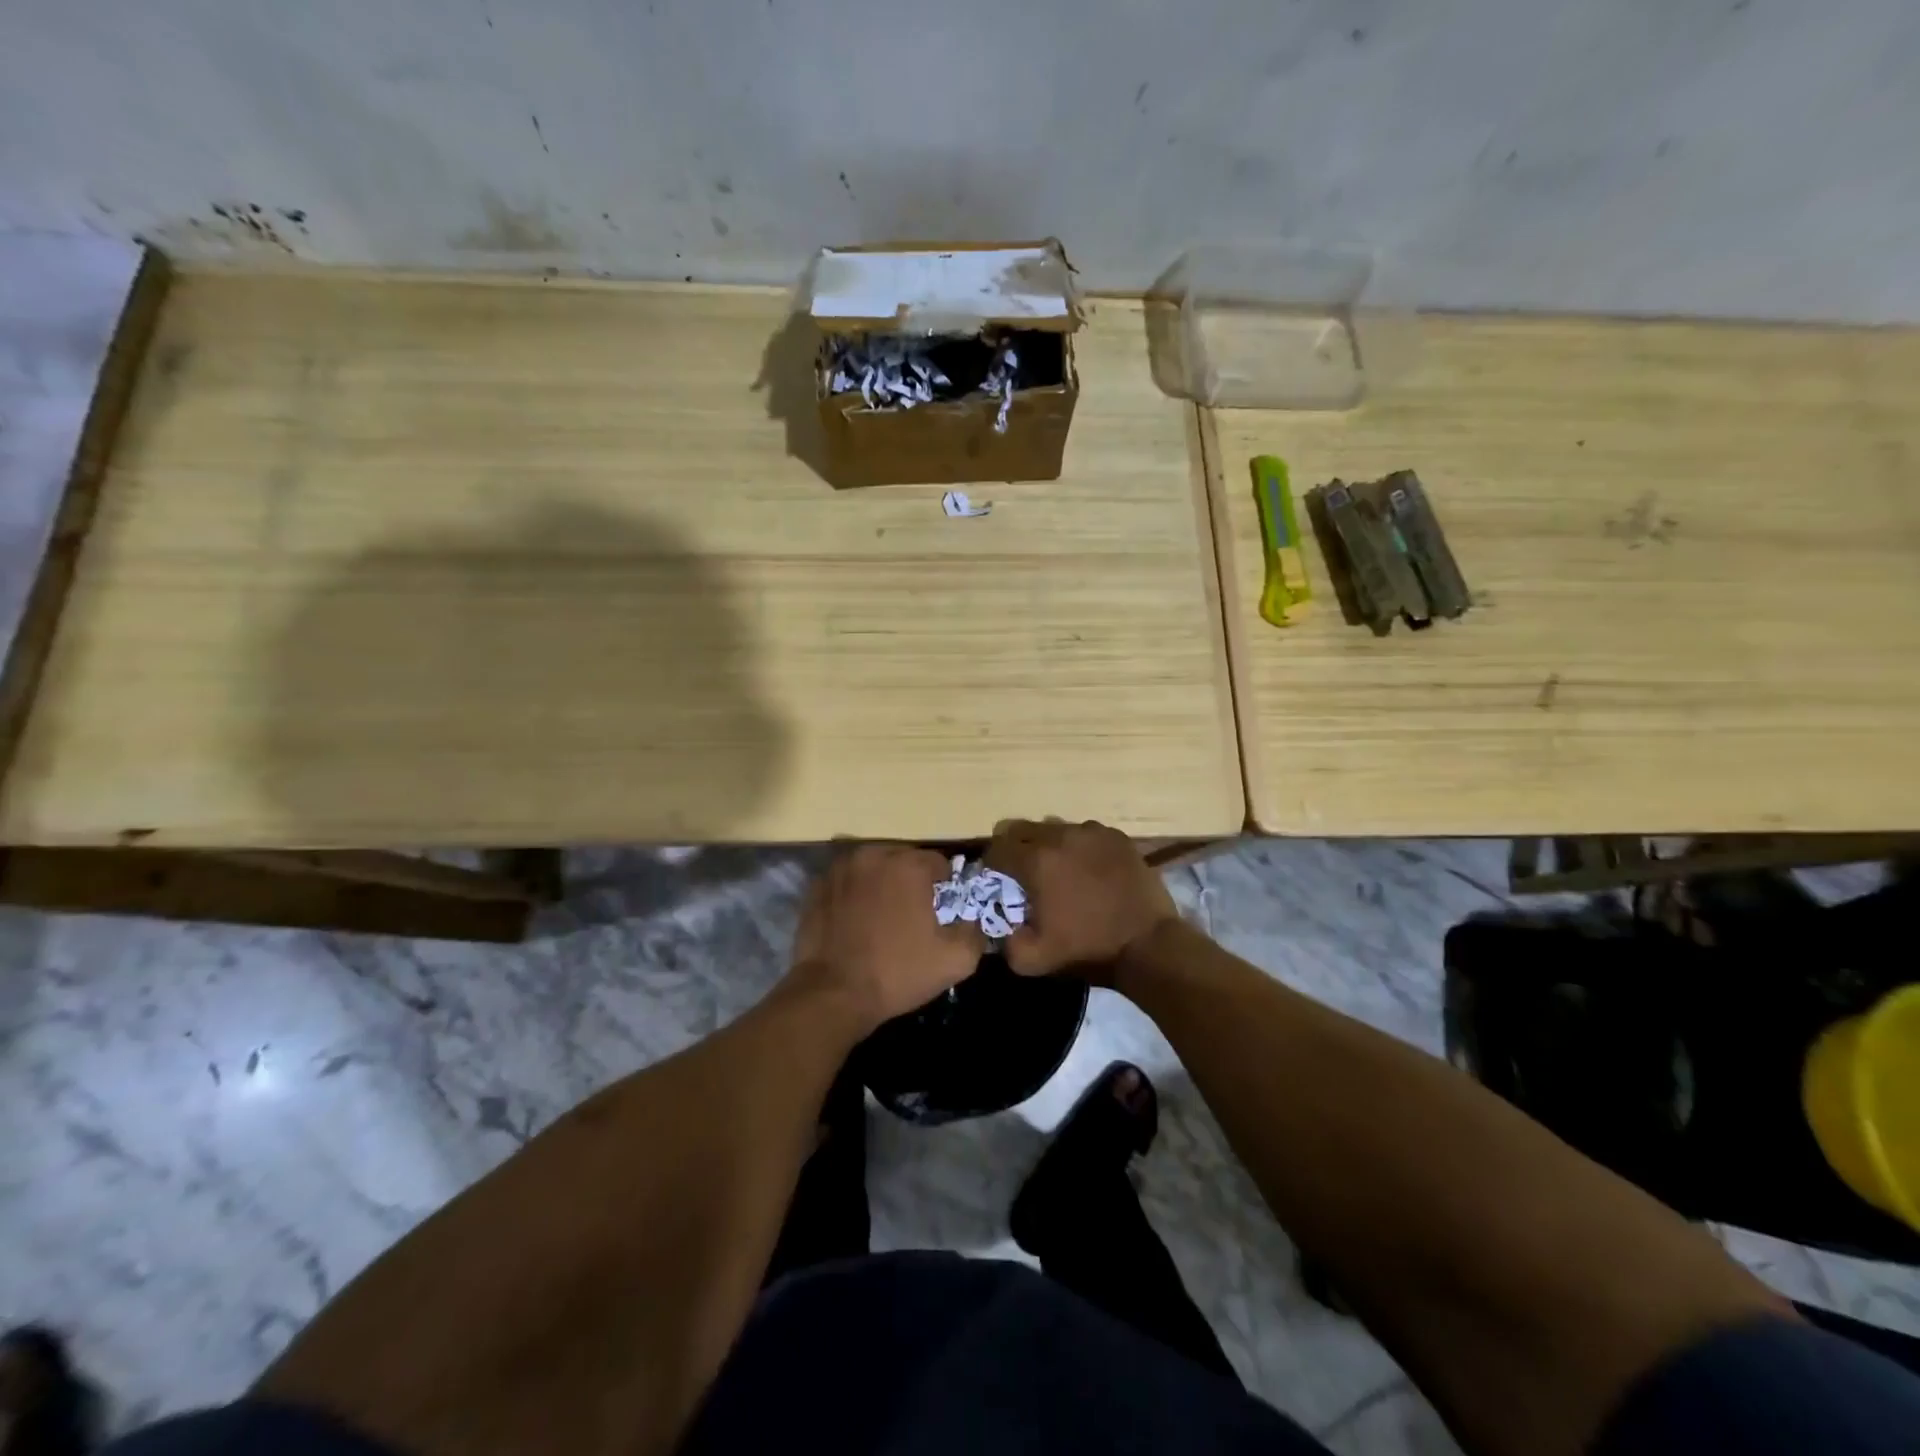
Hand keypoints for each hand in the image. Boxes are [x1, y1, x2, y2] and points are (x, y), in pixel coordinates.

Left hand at [789, 843, 985, 1031]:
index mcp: (908, 865)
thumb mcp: (956, 960)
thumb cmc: (897, 973)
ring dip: (883, 885)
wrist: (833, 994)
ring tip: (883, 919)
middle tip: (913, 917)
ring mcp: (840, 869)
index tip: (941, 915)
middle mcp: (873, 855)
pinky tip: (856, 922)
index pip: (940, 864)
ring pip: (874, 868)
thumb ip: (975, 931)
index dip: (946, 889)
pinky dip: (855, 894)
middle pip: (905, 860)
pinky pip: (848, 882)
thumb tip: (974, 919)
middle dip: (913, 883)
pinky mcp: (817, 886)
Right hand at [984, 819, 1178, 977]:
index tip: (996, 880)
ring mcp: (1092, 832)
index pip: (997, 848)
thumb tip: (1000, 926)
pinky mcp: (1117, 837)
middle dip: (1015, 849)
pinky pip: (1086, 834)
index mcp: (1036, 861)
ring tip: (1059, 871)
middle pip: (1022, 830)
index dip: (991, 864)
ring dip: (1049, 846)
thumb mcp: (1032, 960)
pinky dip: (1080, 848)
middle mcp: (1061, 836)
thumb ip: (1005, 941)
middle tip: (1022, 873)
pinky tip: (1088, 870)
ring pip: (1056, 829)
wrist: (1148, 945)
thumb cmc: (1087, 950)